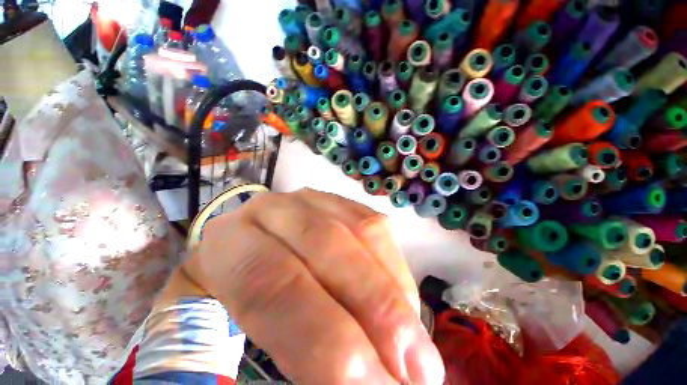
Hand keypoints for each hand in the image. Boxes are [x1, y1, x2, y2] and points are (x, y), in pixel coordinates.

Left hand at [182, 188, 443, 383]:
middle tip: (417, 373)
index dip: (325, 341)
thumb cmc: (233, 294)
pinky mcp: (341, 201)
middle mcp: (276, 209)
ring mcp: (314, 199)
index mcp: (229, 241)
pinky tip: (405, 302)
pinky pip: (375, 223)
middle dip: (377, 309)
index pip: (272, 284)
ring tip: (418, 343)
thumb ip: (276, 354)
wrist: (248, 245)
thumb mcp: (226, 329)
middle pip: (328, 246)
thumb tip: (357, 383)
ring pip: (362, 231)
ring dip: (394, 289)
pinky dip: (395, 265)